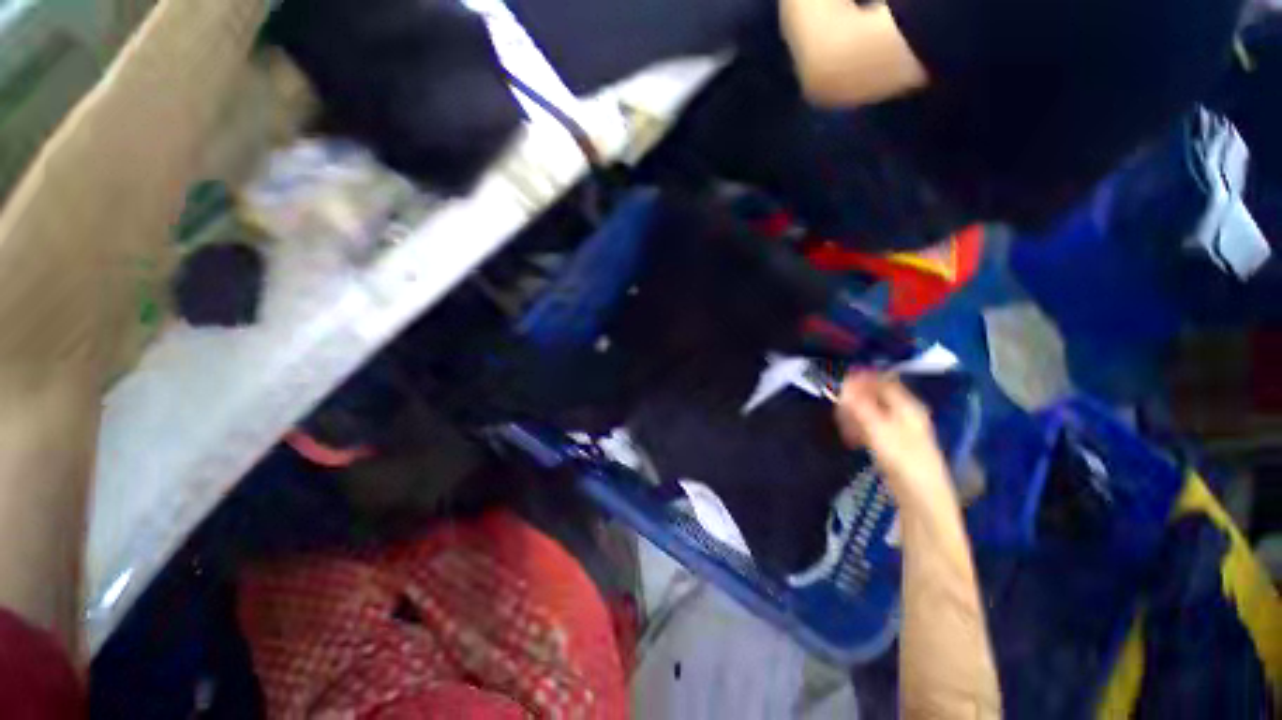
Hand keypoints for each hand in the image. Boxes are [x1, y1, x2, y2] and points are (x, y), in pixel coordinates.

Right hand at [835, 371, 954, 514]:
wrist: (922, 497)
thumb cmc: (903, 460)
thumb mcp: (879, 430)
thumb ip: (861, 406)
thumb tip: (844, 385)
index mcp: (907, 407)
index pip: (884, 382)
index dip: (863, 379)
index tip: (841, 382)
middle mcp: (905, 414)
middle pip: (876, 397)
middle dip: (855, 399)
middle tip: (837, 405)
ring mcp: (900, 430)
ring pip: (872, 413)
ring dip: (854, 414)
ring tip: (841, 424)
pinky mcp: (893, 445)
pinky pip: (872, 428)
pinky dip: (859, 428)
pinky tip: (851, 438)